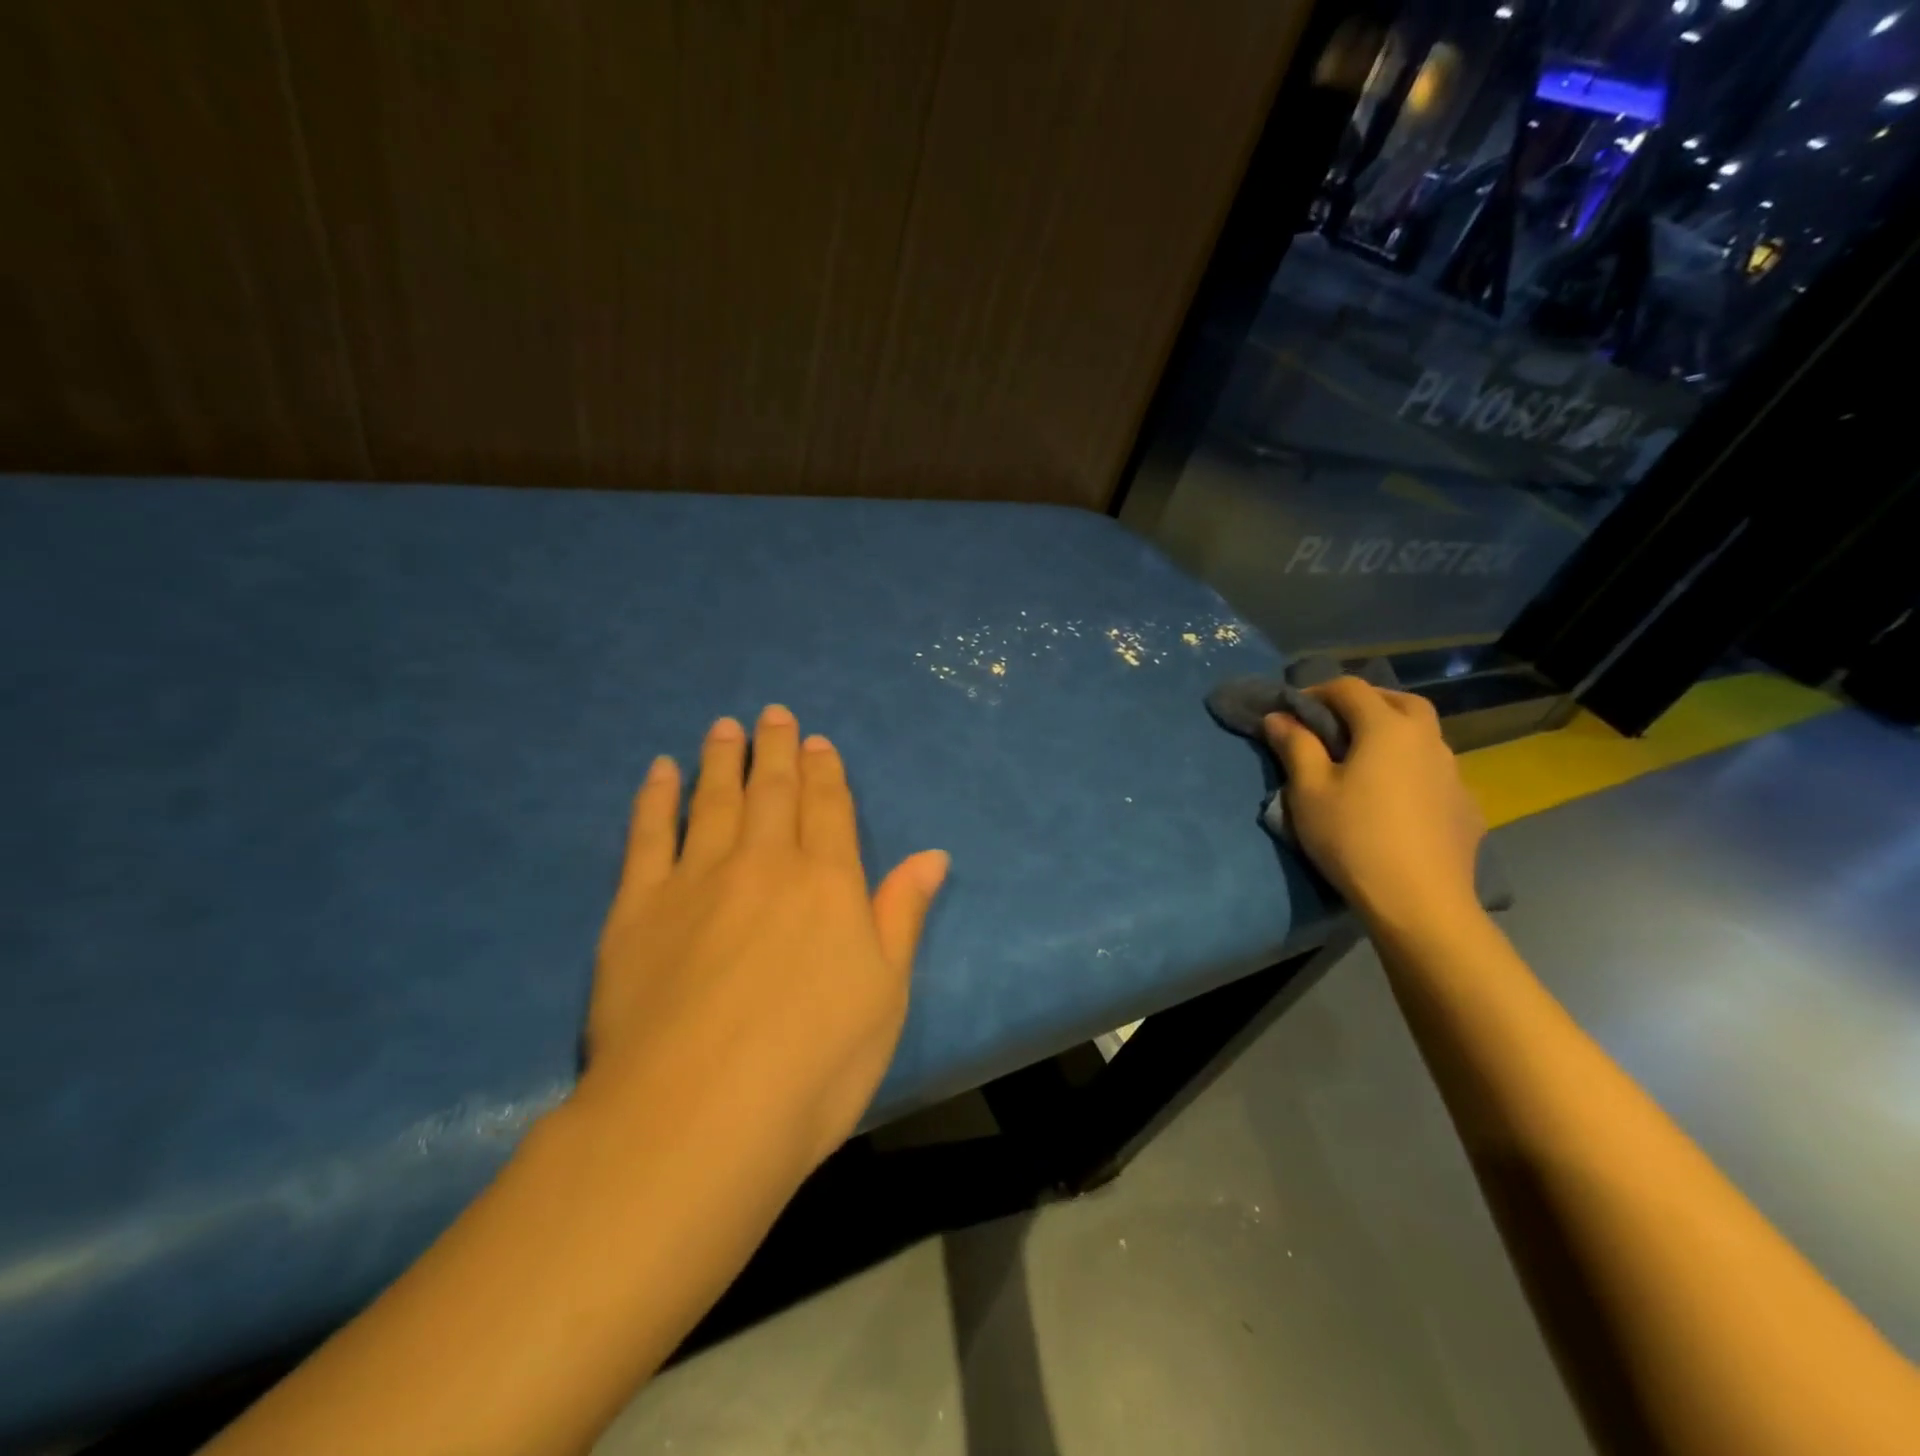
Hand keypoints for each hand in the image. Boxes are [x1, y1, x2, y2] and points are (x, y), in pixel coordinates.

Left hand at [581, 705, 948, 1175]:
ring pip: (715, 801)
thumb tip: (932, 855)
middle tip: (773, 714)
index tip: (818, 742)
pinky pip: (649, 835)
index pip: (829, 809)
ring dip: (722, 759)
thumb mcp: (885, 995)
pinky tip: (660, 771)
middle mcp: (765, 864)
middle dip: (776, 749)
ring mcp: (698, 880)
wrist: (698, 1118)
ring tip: (724, 726)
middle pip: (773, 791)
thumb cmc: (814, 1066)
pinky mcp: (638, 907)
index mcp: (828, 884)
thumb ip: (902, 915)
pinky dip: (656, 797)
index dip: (825, 772)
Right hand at [1263, 678, 1482, 931]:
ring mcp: (1453, 772)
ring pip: (1421, 735)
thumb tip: (1279, 717)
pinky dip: (1410, 768)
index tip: (1292, 711)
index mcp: (1386, 728)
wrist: (1420, 902)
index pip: (1350, 688)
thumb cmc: (1354, 838)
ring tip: (1362, 761)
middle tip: (1333, 725)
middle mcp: (1426, 739)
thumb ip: (1295, 746)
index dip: (1317, 692)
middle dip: (1362, 704)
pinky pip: (1433, 770)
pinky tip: (1394, 797)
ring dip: (1391, 734)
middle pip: (1397, 701)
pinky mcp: (1465, 805)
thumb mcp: (1309, 791)